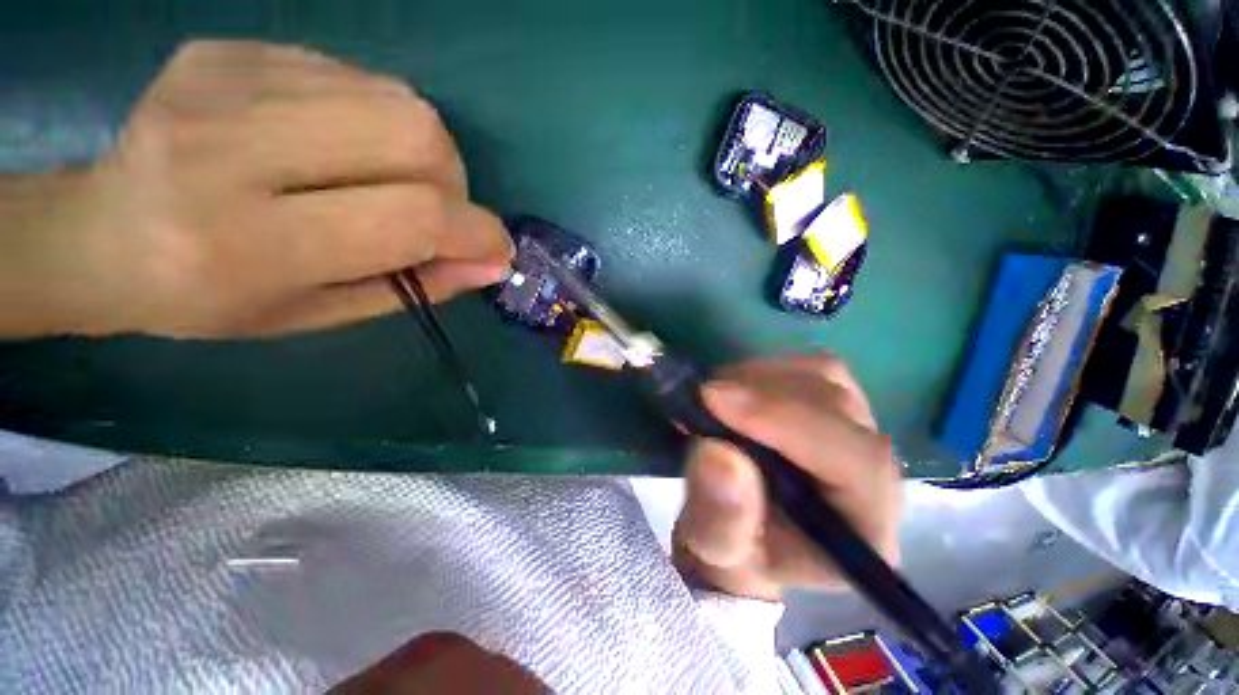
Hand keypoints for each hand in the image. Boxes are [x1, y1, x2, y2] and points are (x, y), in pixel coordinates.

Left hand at [0, 40, 511, 337]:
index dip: (476, 232)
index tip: (496, 250)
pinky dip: (377, 120)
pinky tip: (343, 146)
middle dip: (454, 182)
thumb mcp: (320, 314)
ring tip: (391, 180)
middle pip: (415, 135)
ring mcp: (228, 81)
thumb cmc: (209, 297)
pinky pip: (355, 76)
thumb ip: (415, 286)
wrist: (97, 231)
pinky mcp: (231, 49)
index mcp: (250, 242)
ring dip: (424, 151)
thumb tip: (492, 264)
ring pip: (397, 98)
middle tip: (437, 212)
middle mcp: (232, 149)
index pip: (412, 216)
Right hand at [672, 355, 900, 599]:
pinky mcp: (831, 406)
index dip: (786, 421)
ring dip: (761, 378)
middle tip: (703, 397)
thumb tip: (719, 454)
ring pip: (826, 377)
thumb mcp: (715, 550)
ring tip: (716, 397)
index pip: (854, 461)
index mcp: (864, 526)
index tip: (715, 399)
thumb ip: (720, 517)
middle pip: (838, 407)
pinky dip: (766, 369)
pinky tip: (735, 388)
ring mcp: (855, 431)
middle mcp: (875, 473)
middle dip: (763, 394)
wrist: (739, 531)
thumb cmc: (733, 551)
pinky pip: (808, 368)